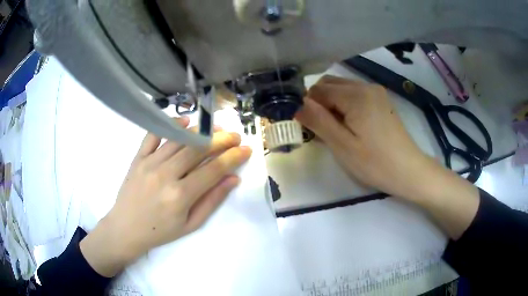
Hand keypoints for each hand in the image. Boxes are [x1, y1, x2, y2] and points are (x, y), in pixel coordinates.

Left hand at [80, 117, 251, 276]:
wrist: (126, 228)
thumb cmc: (160, 231)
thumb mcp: (191, 224)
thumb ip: (212, 201)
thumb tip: (233, 180)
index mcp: (180, 195)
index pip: (213, 169)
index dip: (233, 157)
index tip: (246, 149)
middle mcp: (165, 174)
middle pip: (198, 149)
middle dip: (221, 139)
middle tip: (235, 135)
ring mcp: (149, 163)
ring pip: (179, 139)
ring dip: (201, 131)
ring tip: (215, 128)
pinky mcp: (138, 158)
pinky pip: (154, 135)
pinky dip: (170, 124)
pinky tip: (183, 121)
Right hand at [296, 75, 428, 197]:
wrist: (408, 170)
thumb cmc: (375, 163)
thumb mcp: (342, 145)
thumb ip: (318, 120)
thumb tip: (296, 105)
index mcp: (356, 94)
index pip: (319, 89)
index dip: (308, 106)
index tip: (307, 126)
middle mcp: (366, 86)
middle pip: (330, 84)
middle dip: (318, 102)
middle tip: (319, 129)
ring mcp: (375, 92)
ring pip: (342, 88)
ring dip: (331, 104)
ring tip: (334, 129)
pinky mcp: (381, 100)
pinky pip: (354, 95)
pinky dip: (344, 105)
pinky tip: (349, 125)